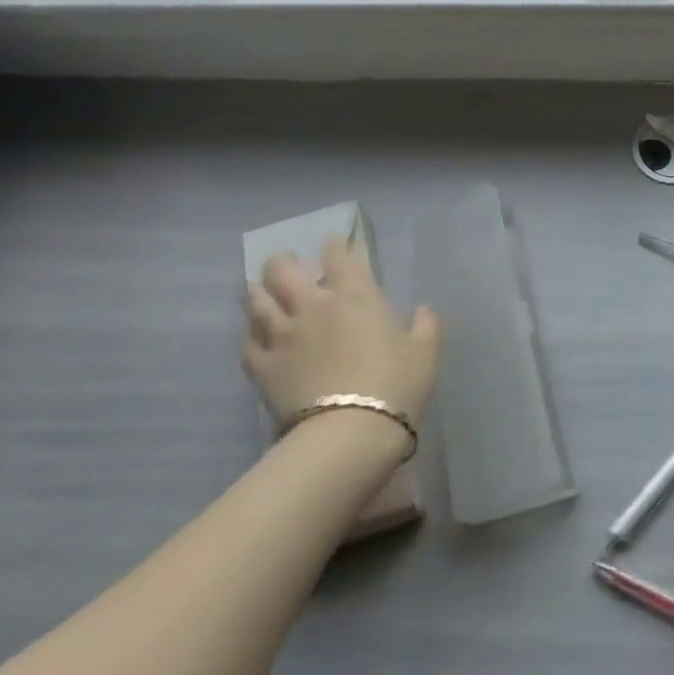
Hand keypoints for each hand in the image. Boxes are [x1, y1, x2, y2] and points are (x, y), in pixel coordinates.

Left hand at [243, 238, 441, 433]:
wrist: (349, 431)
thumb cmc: (395, 384)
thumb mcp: (425, 352)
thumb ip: (426, 325)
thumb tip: (423, 310)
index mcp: (354, 295)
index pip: (338, 256)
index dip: (335, 244)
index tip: (333, 243)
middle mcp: (312, 305)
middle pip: (283, 270)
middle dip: (283, 261)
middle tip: (287, 263)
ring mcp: (282, 335)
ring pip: (256, 301)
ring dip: (257, 291)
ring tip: (259, 290)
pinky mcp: (262, 366)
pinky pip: (248, 343)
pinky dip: (251, 335)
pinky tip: (256, 337)